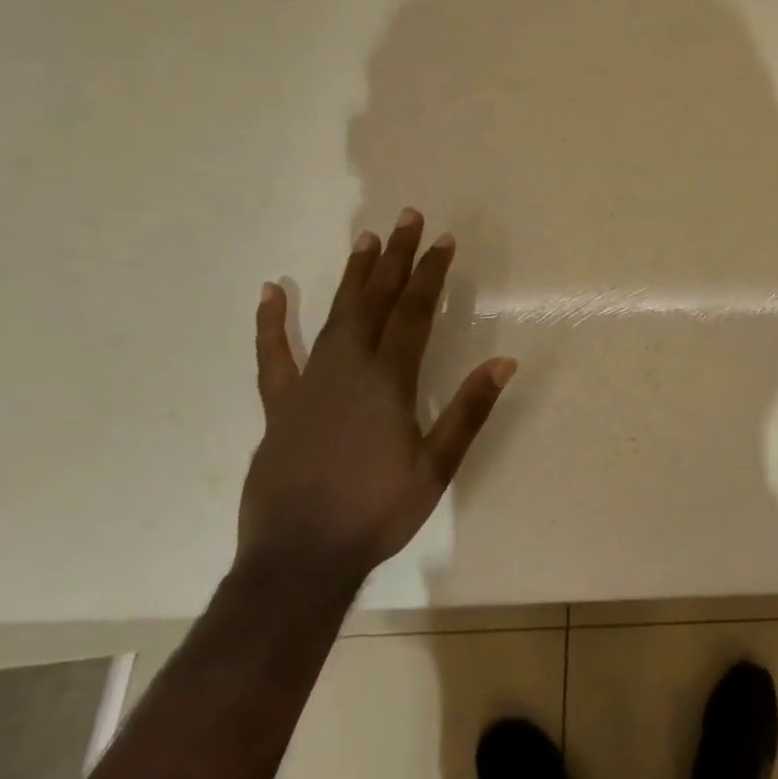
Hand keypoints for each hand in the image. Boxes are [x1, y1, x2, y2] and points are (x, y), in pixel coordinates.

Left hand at [239, 211, 515, 581]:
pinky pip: (274, 355)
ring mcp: (308, 384)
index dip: (429, 274)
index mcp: (387, 381)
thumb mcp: (436, 466)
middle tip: (406, 219)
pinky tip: (272, 292)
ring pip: (334, 316)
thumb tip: (505, 362)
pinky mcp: (280, 405)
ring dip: (352, 276)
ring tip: (365, 240)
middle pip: (375, 301)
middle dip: (394, 258)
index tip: (442, 240)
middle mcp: (347, 369)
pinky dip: (272, 323)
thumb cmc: (376, 512)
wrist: (299, 559)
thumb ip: (468, 410)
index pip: (413, 313)